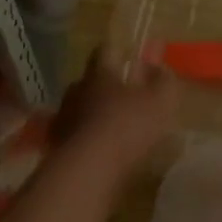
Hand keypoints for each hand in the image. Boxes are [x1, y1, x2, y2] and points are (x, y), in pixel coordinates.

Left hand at [52, 48, 176, 187]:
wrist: (86, 171)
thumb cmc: (126, 127)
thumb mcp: (160, 101)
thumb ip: (164, 81)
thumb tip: (160, 67)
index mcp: (101, 73)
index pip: (106, 50)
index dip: (119, 53)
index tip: (130, 60)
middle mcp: (78, 89)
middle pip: (90, 80)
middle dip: (106, 86)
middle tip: (125, 98)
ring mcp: (64, 118)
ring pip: (80, 108)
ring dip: (94, 114)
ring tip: (113, 130)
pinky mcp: (57, 146)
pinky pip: (74, 135)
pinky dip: (86, 139)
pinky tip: (100, 152)